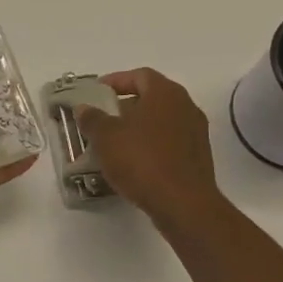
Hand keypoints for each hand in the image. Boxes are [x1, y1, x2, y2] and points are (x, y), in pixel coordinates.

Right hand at [77, 68, 225, 233]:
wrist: (184, 205)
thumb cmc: (142, 161)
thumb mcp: (106, 137)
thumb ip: (92, 118)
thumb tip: (84, 108)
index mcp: (165, 93)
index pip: (139, 75)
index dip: (115, 81)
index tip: (96, 93)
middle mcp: (185, 106)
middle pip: (151, 98)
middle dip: (124, 107)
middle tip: (102, 119)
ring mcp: (196, 133)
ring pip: (160, 122)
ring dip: (137, 128)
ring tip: (113, 144)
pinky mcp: (198, 158)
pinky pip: (169, 143)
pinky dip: (150, 147)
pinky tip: (132, 164)